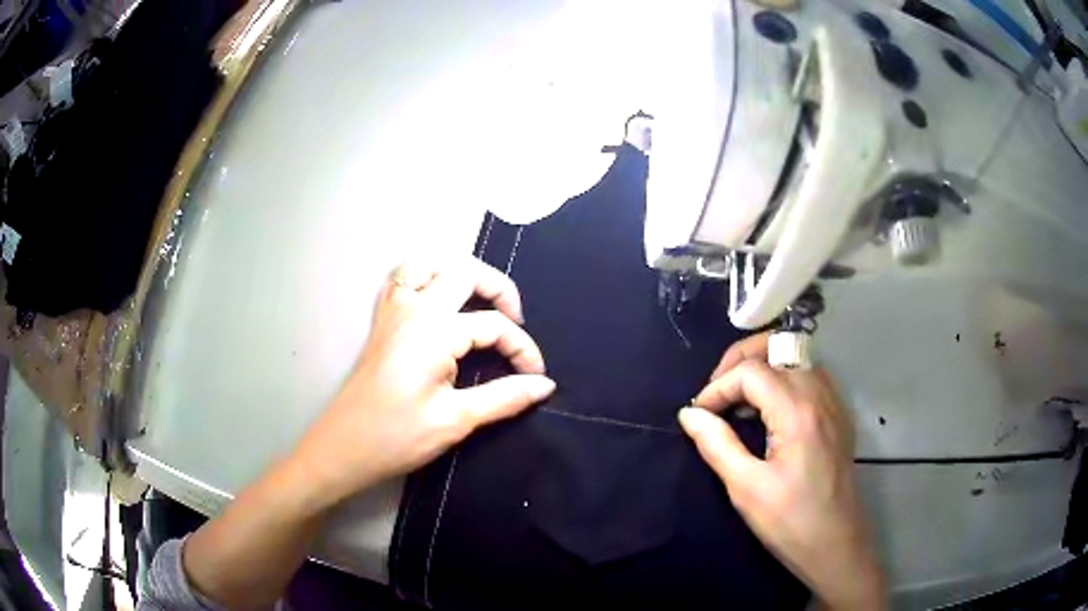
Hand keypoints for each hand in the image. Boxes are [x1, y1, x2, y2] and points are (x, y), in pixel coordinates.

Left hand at [293, 256, 555, 507]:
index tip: (536, 377)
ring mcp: (392, 310)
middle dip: (499, 288)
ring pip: (427, 263)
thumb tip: (544, 385)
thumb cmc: (397, 436)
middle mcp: (413, 308)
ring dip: (457, 271)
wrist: (343, 448)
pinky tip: (436, 298)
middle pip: (464, 271)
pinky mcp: (381, 321)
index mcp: (435, 330)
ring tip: (478, 297)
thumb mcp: (456, 419)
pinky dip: (424, 276)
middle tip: (516, 320)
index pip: (493, 326)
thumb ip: (504, 397)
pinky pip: (401, 279)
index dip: (523, 349)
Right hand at [678, 333, 884, 610]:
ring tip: (740, 399)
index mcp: (797, 411)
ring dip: (763, 366)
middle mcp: (819, 394)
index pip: (750, 372)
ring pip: (795, 355)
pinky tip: (771, 410)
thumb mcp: (745, 488)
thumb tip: (689, 414)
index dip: (717, 387)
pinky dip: (784, 378)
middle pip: (777, 346)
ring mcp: (834, 401)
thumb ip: (717, 444)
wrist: (836, 544)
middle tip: (718, 390)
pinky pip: (810, 375)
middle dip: (740, 359)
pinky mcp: (838, 414)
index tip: (699, 414)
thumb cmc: (789, 521)